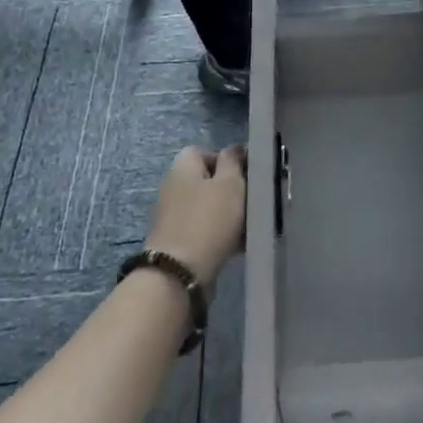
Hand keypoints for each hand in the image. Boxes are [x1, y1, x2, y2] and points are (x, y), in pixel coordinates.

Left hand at [143, 145, 245, 283]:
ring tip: (248, 226)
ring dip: (227, 214)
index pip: (204, 151)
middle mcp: (172, 186)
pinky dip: (219, 234)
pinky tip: (237, 245)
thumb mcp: (230, 184)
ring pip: (207, 207)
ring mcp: (171, 215)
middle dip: (230, 190)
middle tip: (251, 201)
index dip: (227, 160)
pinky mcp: (175, 241)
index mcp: (182, 166)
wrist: (179, 273)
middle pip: (206, 181)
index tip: (246, 175)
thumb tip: (234, 149)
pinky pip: (203, 229)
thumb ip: (233, 161)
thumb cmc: (209, 220)